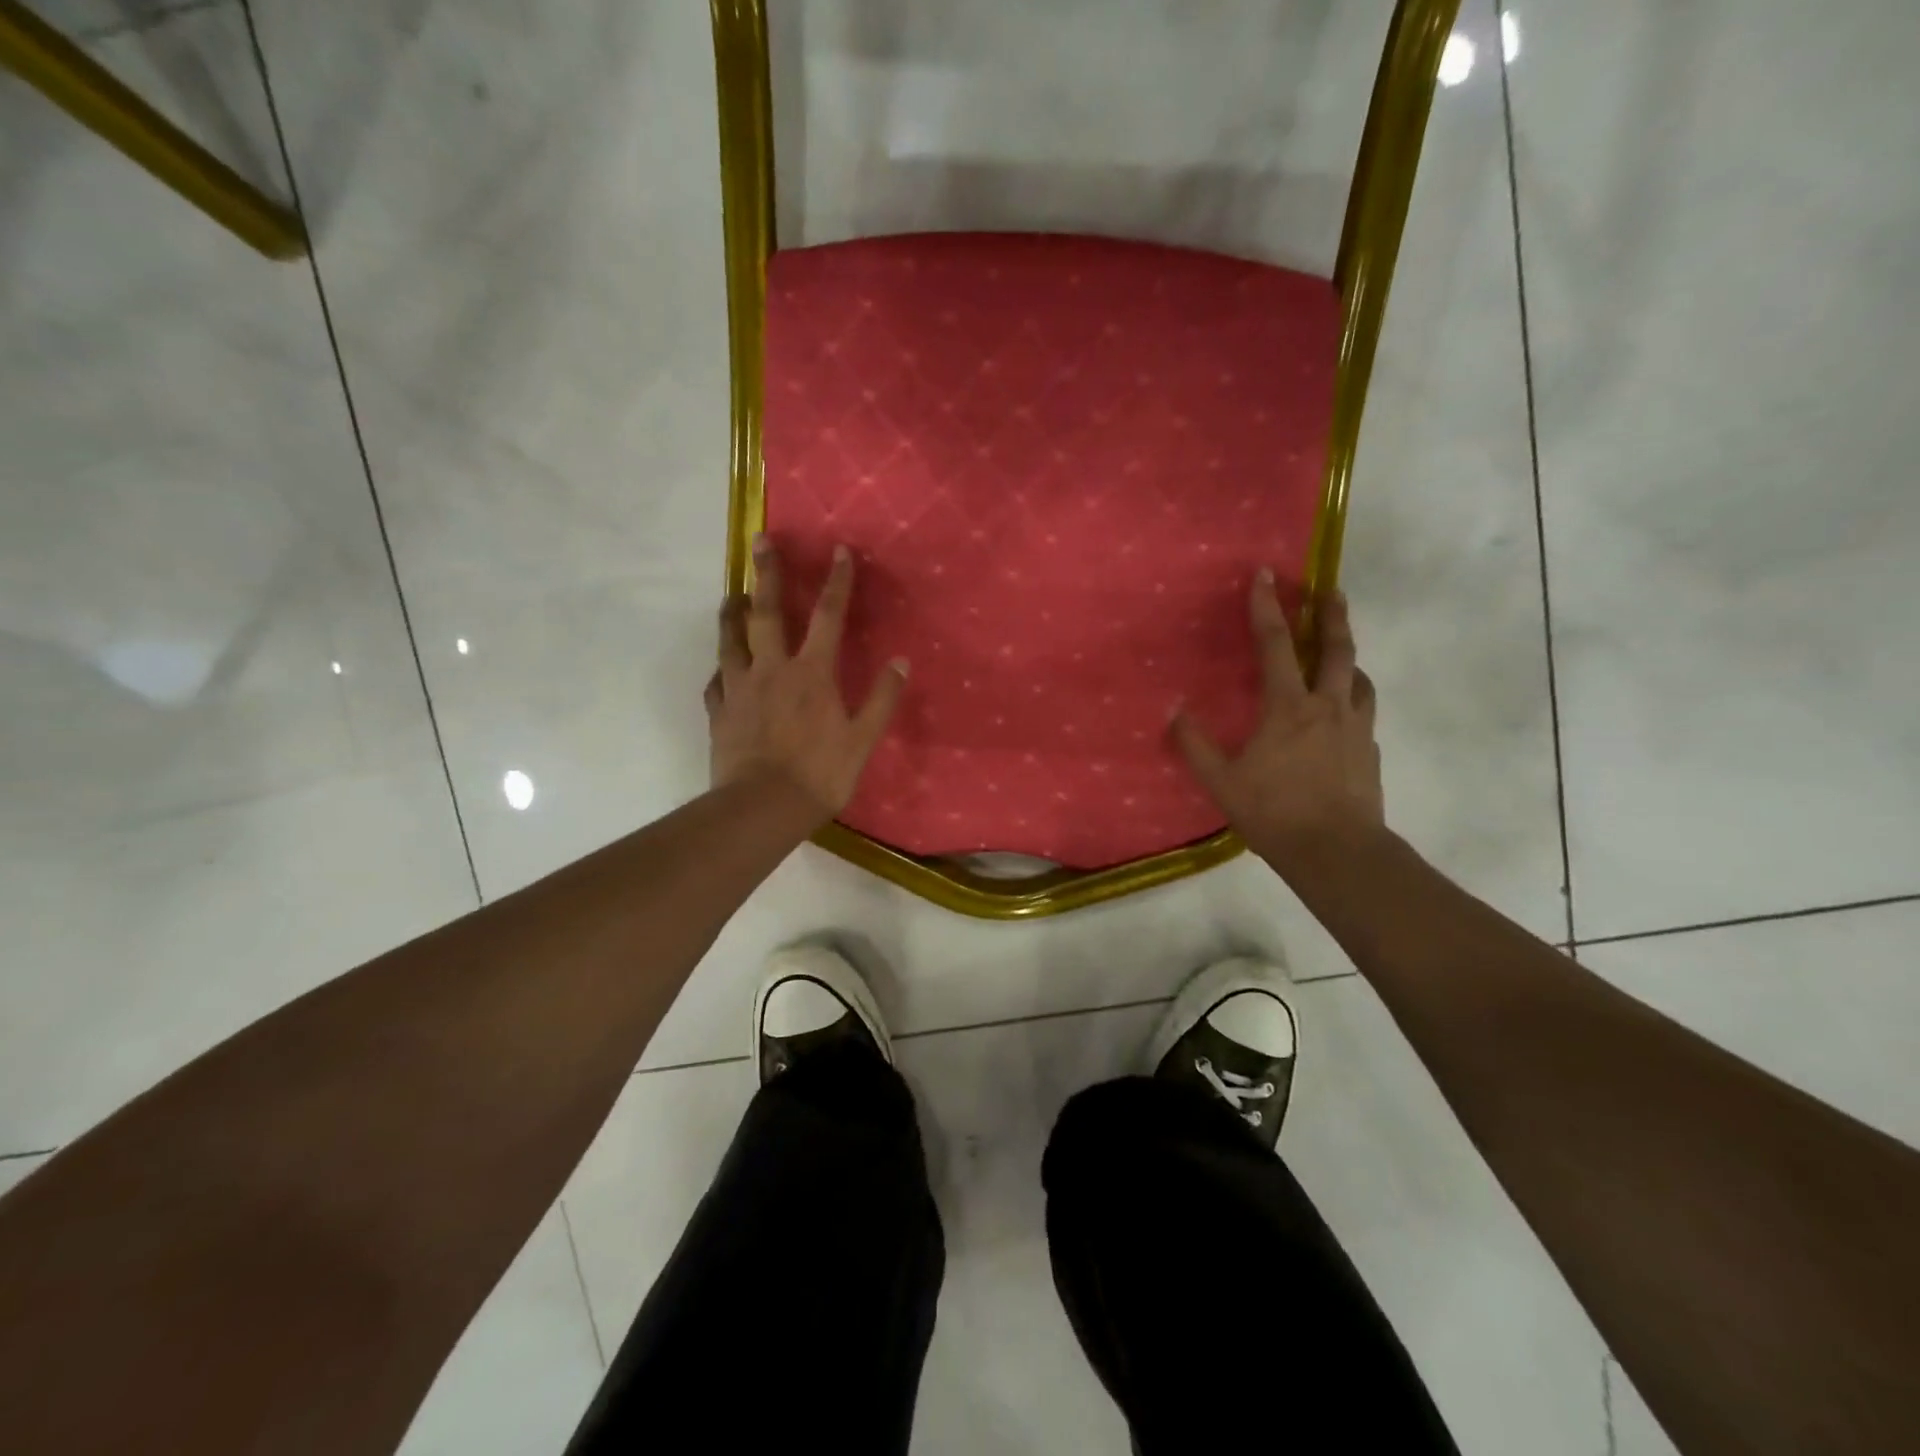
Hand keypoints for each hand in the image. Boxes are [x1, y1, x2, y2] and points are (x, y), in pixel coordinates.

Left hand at [705, 535, 907, 819]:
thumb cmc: (820, 774)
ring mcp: (740, 689)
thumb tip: (901, 662)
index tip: (839, 551)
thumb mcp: (862, 739)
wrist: (763, 807)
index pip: (828, 617)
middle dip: (765, 574)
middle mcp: (771, 670)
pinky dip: (721, 669)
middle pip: (766, 613)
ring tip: (732, 594)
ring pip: (731, 640)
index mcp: (811, 674)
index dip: (836, 582)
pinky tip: (722, 669)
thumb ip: (882, 698)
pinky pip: (717, 682)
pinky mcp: (720, 712)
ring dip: (732, 613)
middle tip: (759, 542)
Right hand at [1171, 572, 1383, 875]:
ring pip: (1359, 678)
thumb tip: (1172, 709)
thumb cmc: (1274, 812)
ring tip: (1341, 653)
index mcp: (1288, 708)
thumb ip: (1194, 744)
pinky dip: (1354, 697)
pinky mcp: (1370, 752)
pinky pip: (1364, 711)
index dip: (1268, 608)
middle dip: (1331, 616)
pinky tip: (1345, 712)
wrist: (1338, 852)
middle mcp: (1328, 706)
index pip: (1276, 645)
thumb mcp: (1221, 781)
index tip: (1265, 575)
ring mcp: (1355, 729)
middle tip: (1330, 591)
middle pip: (1336, 650)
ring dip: (1348, 657)